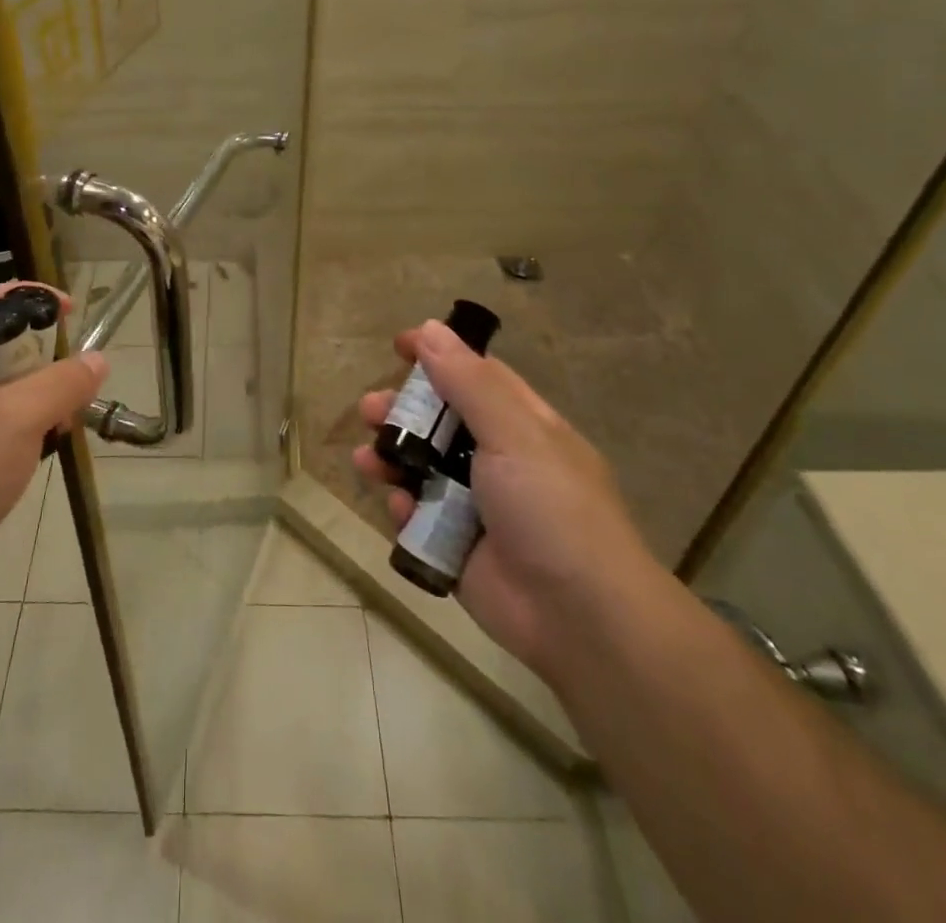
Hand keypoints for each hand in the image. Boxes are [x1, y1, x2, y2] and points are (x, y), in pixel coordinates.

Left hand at [0, 282, 105, 587]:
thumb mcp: (22, 414)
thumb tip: (99, 359)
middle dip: (48, 351)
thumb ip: (64, 382)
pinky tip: (53, 440)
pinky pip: (13, 418)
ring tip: (69, 411)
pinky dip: (38, 420)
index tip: (69, 310)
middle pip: (8, 343)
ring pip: (15, 384)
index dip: (29, 295)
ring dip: (47, 390)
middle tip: (76, 370)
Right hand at [352, 320, 659, 676]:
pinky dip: (403, 507)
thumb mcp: (514, 433)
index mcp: (523, 425)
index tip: (398, 345)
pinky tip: (398, 506)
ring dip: (391, 458)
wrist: (580, 618)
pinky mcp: (455, 545)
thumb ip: (468, 382)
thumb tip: (430, 328)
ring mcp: (476, 505)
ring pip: (421, 468)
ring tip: (366, 460)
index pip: (476, 375)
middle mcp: (499, 459)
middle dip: (401, 412)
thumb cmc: (551, 508)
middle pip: (439, 421)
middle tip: (369, 410)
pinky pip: (417, 515)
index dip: (438, 355)